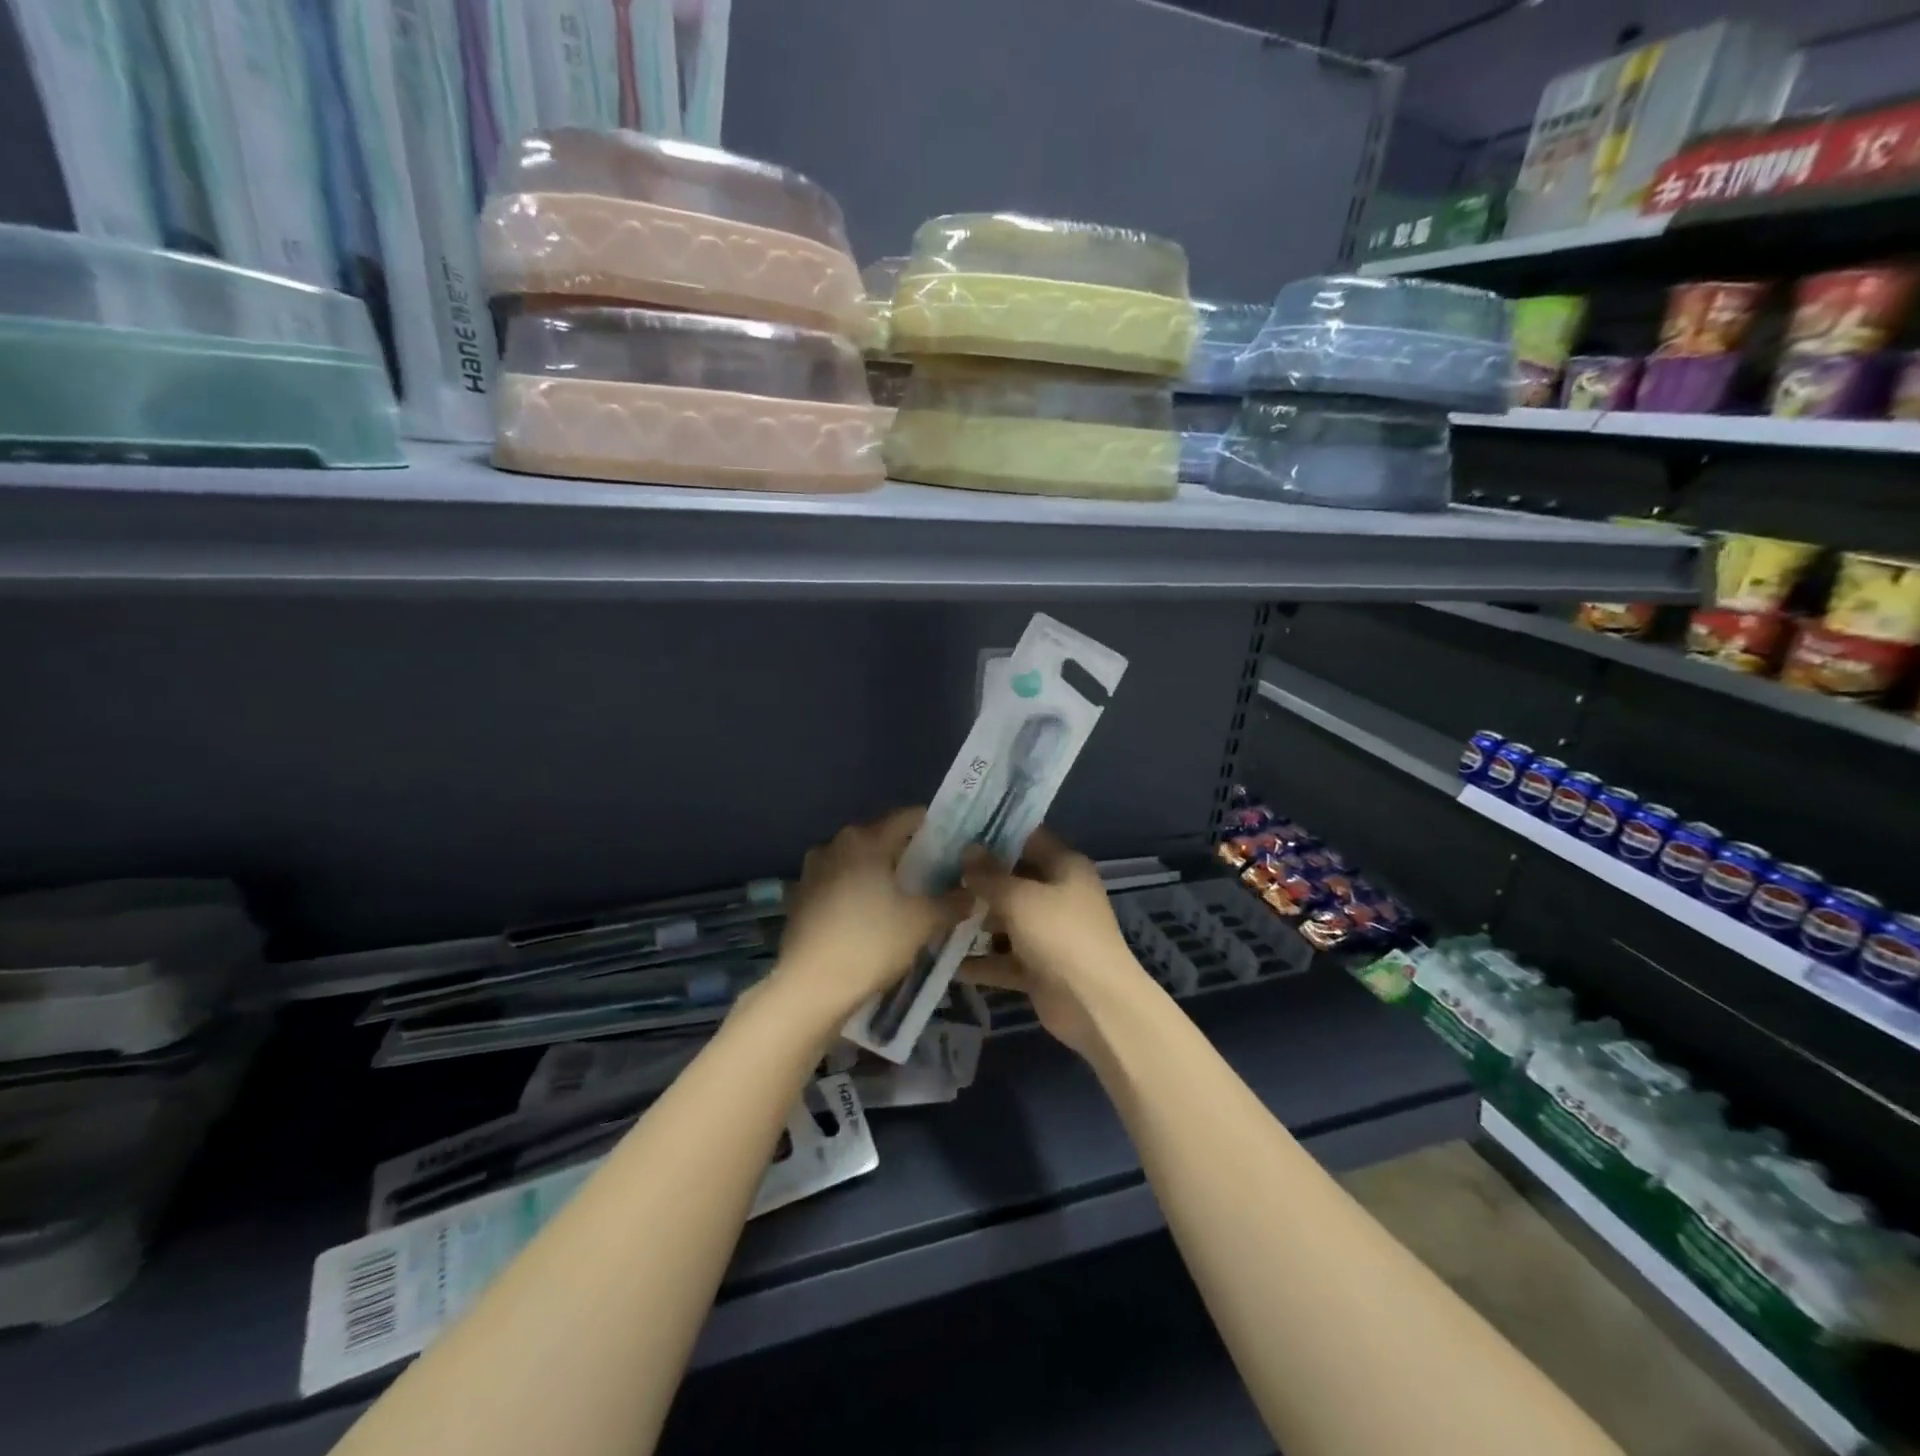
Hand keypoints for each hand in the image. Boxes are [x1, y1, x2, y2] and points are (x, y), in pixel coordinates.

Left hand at [771, 809, 966, 1024]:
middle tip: (936, 875)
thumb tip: (973, 894)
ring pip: (858, 863)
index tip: (954, 845)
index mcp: (864, 839)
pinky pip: (839, 885)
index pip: (907, 818)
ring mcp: (812, 871)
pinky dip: (858, 893)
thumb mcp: (922, 922)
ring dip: (880, 875)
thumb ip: (952, 903)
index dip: (934, 827)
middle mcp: (834, 844)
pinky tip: (873, 917)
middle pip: (881, 839)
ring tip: (905, 899)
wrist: (809, 988)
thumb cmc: (870, 943)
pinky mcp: (800, 898)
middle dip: (908, 854)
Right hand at [958, 827, 1151, 1057]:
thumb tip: (967, 851)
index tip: (957, 831)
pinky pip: (1003, 958)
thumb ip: (989, 875)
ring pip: (1005, 920)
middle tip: (935, 872)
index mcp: (1065, 866)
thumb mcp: (1020, 898)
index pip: (1027, 838)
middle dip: (977, 879)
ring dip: (975, 921)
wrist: (1094, 1005)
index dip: (994, 834)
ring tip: (933, 913)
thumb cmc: (1060, 935)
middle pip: (1013, 879)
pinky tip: (946, 960)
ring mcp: (1048, 932)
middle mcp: (1058, 894)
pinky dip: (981, 961)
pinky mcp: (1038, 967)